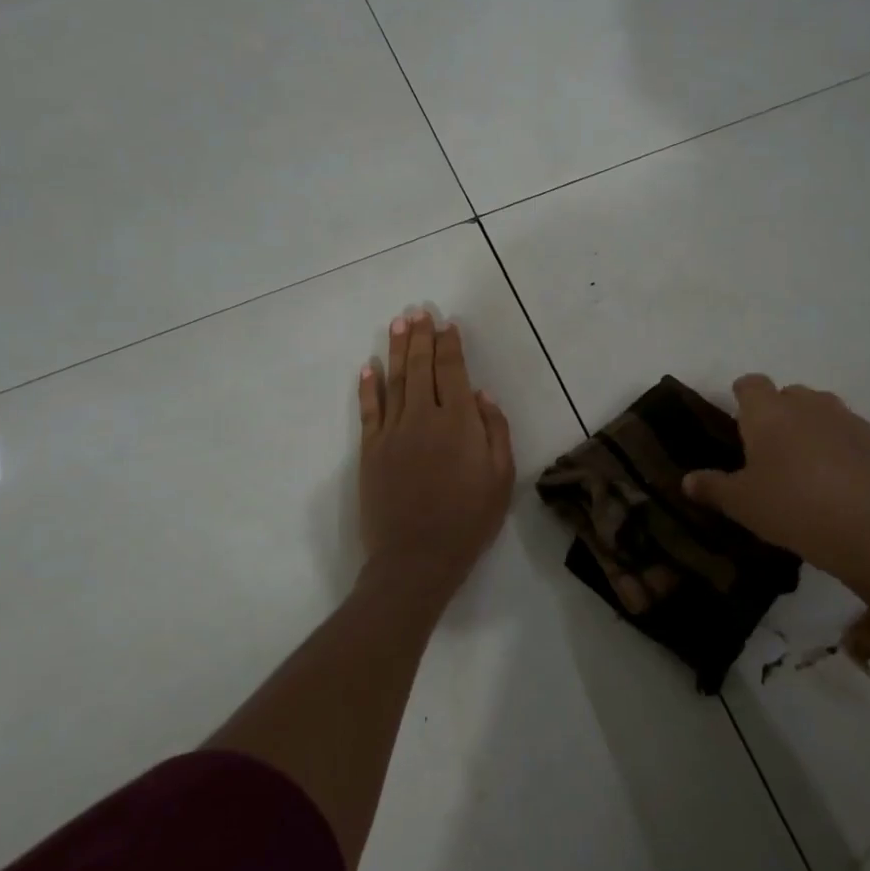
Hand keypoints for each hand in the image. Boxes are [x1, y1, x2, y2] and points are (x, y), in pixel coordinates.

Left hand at [357, 311, 514, 607]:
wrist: (416, 558)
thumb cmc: (468, 520)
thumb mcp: (502, 478)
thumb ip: (495, 431)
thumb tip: (481, 395)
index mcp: (459, 422)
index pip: (453, 371)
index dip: (450, 345)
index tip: (447, 324)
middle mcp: (424, 417)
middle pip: (421, 367)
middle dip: (421, 336)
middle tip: (418, 311)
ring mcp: (393, 432)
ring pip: (395, 380)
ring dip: (396, 350)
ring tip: (398, 324)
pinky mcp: (371, 450)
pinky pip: (369, 410)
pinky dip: (368, 386)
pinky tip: (368, 366)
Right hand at [683, 375, 869, 599]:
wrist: (868, 529)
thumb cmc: (791, 507)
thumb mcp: (741, 504)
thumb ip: (712, 487)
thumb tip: (687, 481)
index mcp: (767, 411)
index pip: (750, 384)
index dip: (742, 398)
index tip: (738, 423)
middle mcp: (804, 403)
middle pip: (786, 394)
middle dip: (776, 413)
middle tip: (768, 451)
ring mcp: (842, 417)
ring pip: (818, 408)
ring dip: (808, 424)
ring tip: (803, 462)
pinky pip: (844, 429)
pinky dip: (836, 443)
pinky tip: (834, 476)